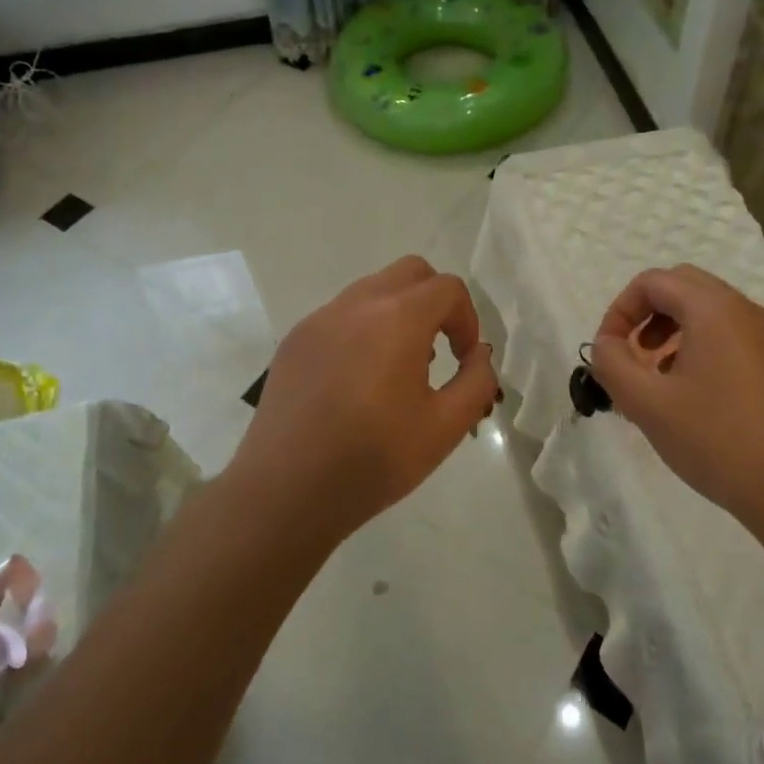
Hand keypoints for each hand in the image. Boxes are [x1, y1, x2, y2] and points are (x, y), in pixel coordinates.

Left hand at [234, 257, 499, 536]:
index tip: (463, 359)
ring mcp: (319, 319)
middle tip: (438, 350)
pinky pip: (341, 315)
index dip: (467, 319)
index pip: (447, 288)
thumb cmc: (372, 460)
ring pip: (372, 289)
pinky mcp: (295, 339)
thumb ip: (476, 382)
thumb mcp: (445, 428)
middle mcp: (356, 304)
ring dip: (398, 313)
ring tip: (397, 369)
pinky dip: (363, 329)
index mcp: (397, 319)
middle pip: (410, 272)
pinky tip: (357, 381)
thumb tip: (478, 355)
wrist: (285, 490)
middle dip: (435, 301)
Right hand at [588, 265, 763, 532]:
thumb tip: (605, 345)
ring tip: (658, 380)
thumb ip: (611, 364)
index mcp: (713, 309)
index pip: (652, 282)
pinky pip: (730, 336)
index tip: (608, 352)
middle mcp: (745, 311)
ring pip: (708, 312)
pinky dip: (700, 348)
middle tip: (633, 357)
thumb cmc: (717, 440)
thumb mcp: (646, 404)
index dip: (619, 311)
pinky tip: (693, 397)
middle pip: (682, 287)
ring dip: (672, 332)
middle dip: (646, 315)